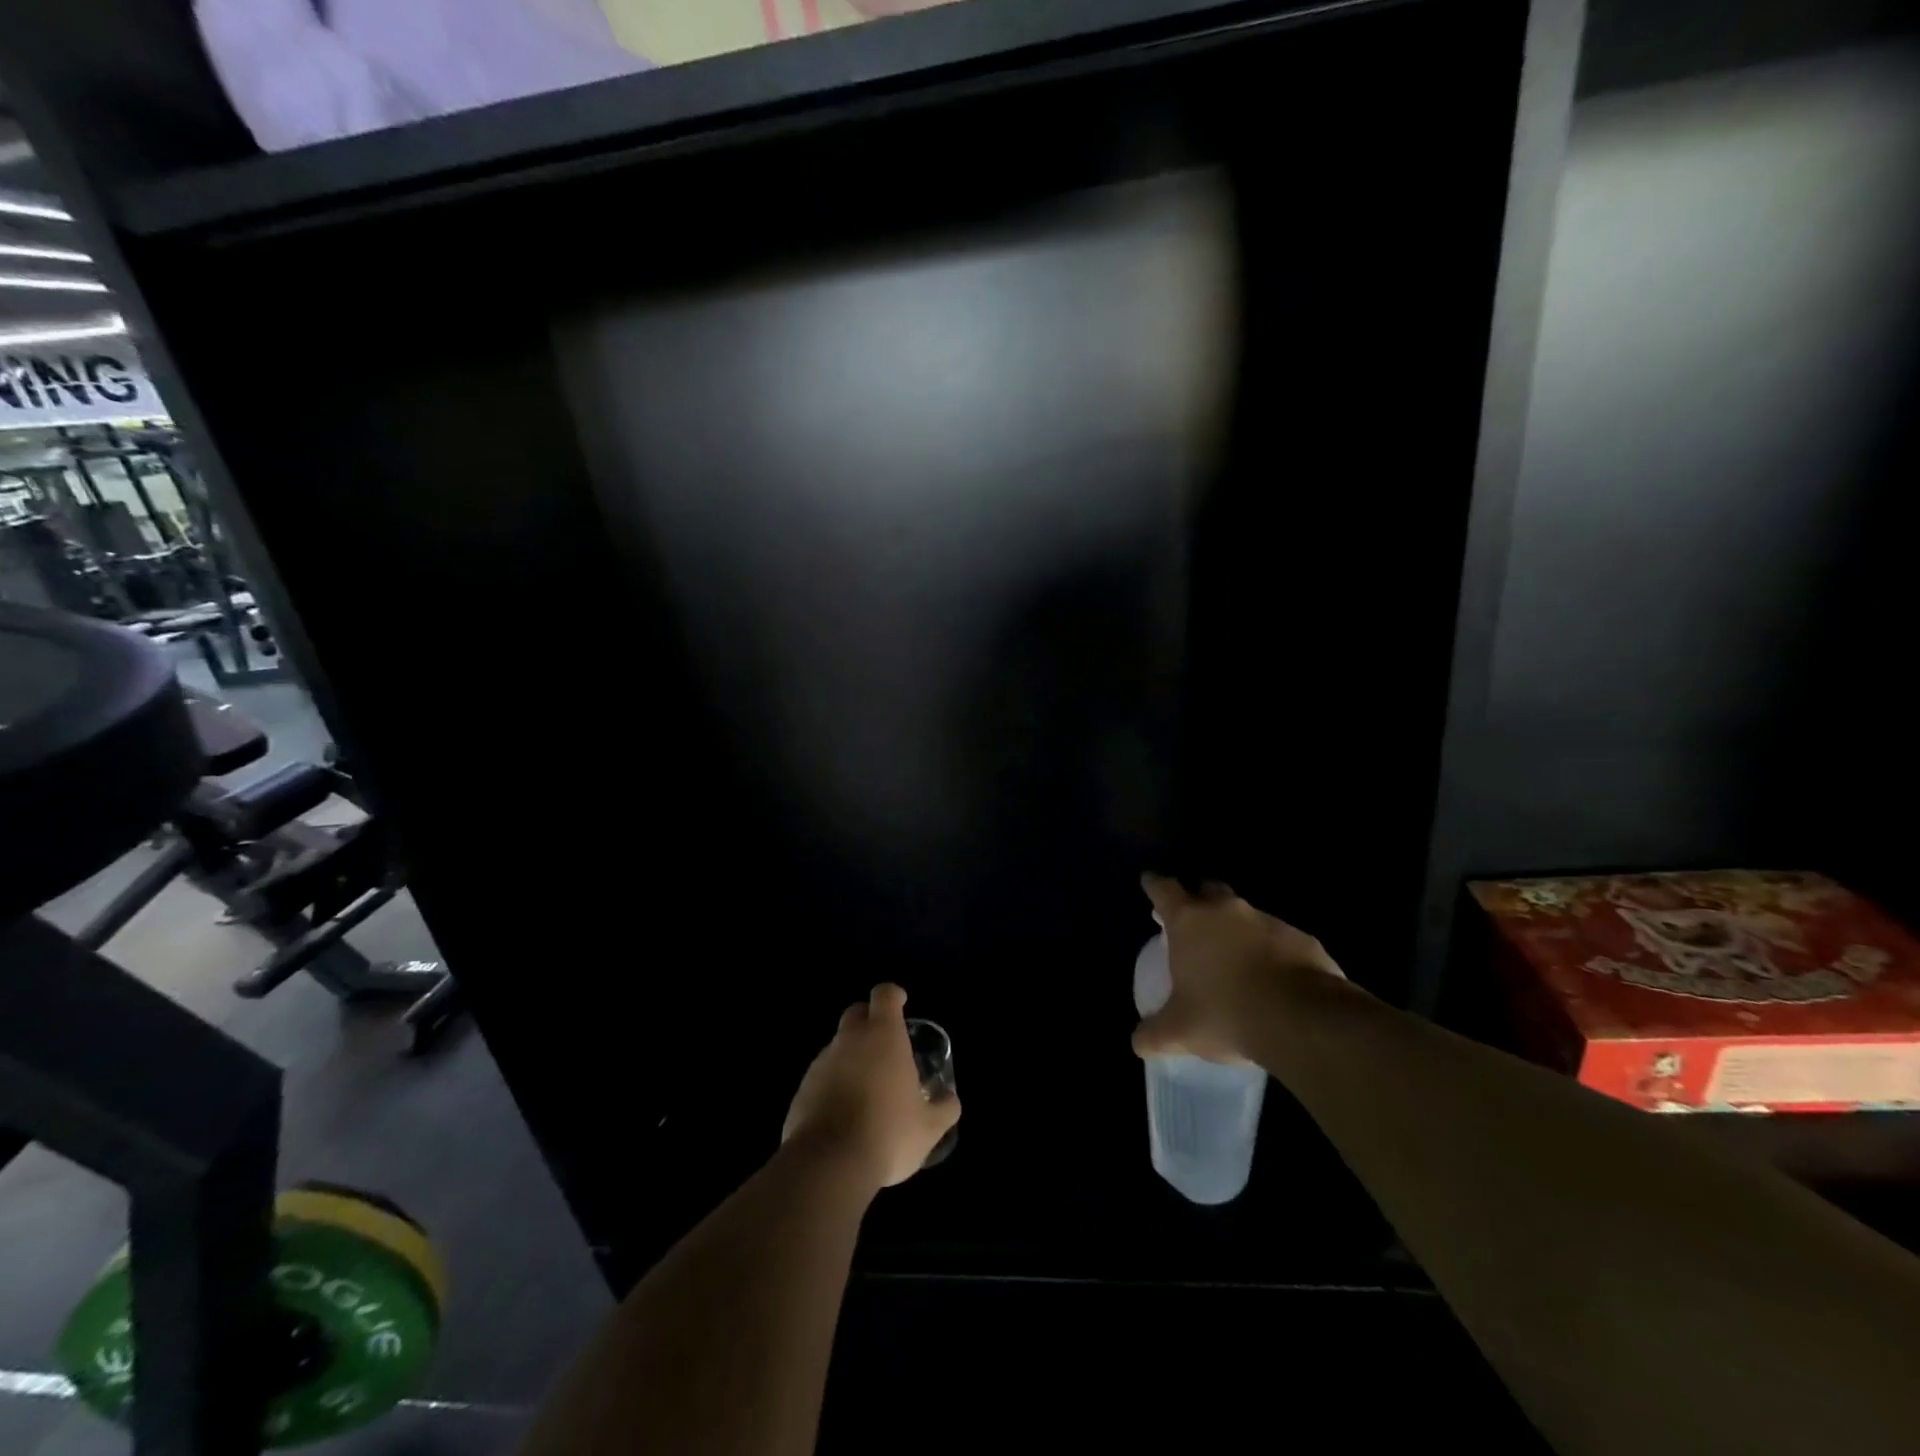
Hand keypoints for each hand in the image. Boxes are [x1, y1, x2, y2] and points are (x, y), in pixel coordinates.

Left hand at [782, 983, 960, 1191]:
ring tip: (867, 1089)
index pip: (884, 995)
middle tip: (885, 1045)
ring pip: (838, 1047)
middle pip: (856, 1013)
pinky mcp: (802, 1090)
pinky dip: (833, 1085)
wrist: (828, 1164)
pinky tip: (844, 1115)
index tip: (901, 1002)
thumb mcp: (930, 1127)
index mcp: (883, 1035)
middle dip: (869, 1020)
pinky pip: (822, 1077)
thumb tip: (950, 1100)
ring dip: (852, 1057)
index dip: (893, 995)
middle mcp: (849, 1040)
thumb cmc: (888, 1133)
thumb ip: (945, 1108)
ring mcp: (821, 1063)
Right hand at [1133, 874, 1347, 1062]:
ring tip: (1236, 959)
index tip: (1150, 882)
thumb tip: (1139, 1042)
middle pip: (1208, 889)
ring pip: (1246, 915)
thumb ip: (1154, 1033)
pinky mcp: (1302, 938)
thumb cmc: (1226, 1014)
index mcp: (1189, 921)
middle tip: (1195, 921)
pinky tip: (1273, 979)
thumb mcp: (1180, 1032)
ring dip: (1238, 929)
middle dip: (1200, 899)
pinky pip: (1280, 939)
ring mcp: (1267, 921)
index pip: (1164, 889)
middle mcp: (1226, 911)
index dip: (1155, 885)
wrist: (1302, 1020)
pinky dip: (1272, 951)